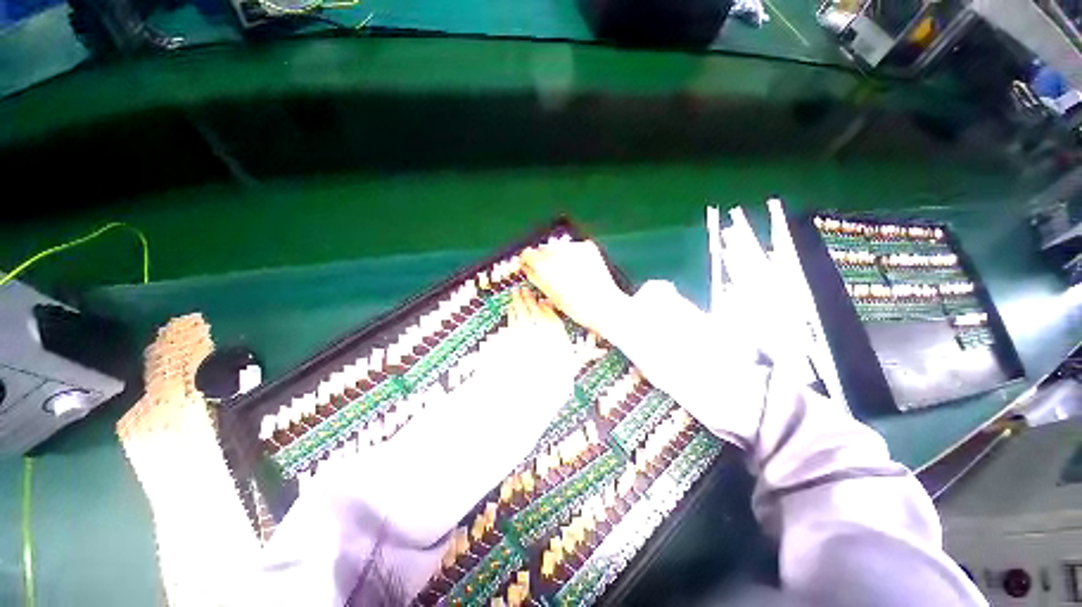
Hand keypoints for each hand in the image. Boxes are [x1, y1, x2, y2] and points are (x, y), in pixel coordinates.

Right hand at [520, 240, 629, 335]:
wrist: (604, 304)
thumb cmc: (574, 306)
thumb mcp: (549, 294)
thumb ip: (534, 277)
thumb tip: (526, 267)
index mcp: (543, 265)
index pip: (527, 253)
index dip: (527, 261)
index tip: (530, 266)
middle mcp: (556, 252)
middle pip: (543, 248)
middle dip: (543, 258)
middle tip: (551, 272)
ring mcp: (573, 247)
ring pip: (558, 246)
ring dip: (558, 254)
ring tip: (568, 271)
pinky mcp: (587, 246)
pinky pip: (574, 246)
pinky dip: (573, 254)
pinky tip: (579, 268)